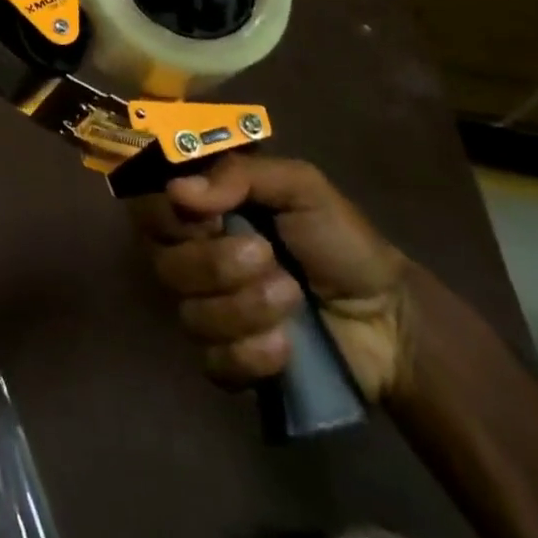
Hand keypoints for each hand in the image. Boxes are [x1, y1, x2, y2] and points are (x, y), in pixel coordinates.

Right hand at [129, 155, 410, 401]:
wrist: (389, 318)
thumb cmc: (339, 239)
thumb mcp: (300, 186)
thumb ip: (240, 175)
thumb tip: (178, 190)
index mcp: (201, 211)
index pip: (148, 208)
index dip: (174, 217)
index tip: (216, 218)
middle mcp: (191, 257)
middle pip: (163, 264)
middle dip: (217, 265)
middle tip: (267, 257)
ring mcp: (206, 311)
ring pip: (189, 314)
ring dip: (246, 308)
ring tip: (292, 298)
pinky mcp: (227, 361)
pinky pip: (213, 362)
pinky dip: (252, 354)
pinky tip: (286, 345)